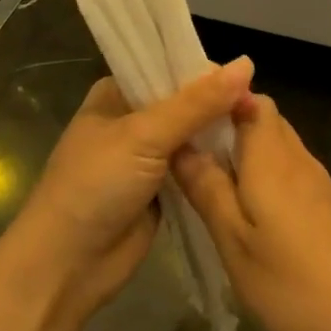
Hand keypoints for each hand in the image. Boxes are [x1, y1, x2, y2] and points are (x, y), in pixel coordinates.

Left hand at [11, 57, 254, 315]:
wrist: (66, 266)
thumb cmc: (95, 186)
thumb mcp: (144, 136)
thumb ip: (196, 104)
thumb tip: (246, 64)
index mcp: (117, 93)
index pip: (169, 68)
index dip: (206, 71)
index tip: (247, 78)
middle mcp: (133, 120)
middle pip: (186, 102)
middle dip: (219, 105)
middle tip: (260, 109)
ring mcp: (148, 157)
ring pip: (194, 137)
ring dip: (220, 136)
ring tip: (263, 131)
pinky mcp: (162, 190)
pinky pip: (197, 169)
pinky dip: (217, 165)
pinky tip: (250, 160)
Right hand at [173, 95, 330, 330]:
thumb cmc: (292, 283)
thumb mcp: (234, 242)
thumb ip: (207, 188)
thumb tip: (180, 143)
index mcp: (271, 156)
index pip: (249, 98)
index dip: (219, 98)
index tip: (186, 116)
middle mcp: (297, 157)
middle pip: (262, 118)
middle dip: (227, 125)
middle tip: (187, 150)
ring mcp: (317, 181)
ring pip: (276, 145)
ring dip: (244, 152)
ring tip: (208, 178)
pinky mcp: (327, 205)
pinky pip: (288, 171)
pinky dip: (263, 175)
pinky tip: (246, 209)